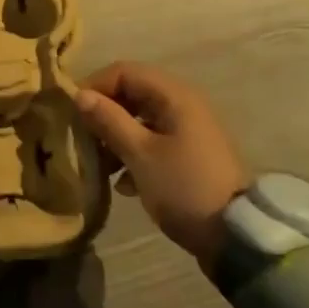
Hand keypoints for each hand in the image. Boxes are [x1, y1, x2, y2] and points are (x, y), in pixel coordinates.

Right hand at [74, 62, 249, 265]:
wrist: (235, 236)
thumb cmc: (183, 187)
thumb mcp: (140, 154)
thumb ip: (109, 120)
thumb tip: (80, 94)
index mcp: (174, 95)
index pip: (124, 71)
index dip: (95, 86)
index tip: (73, 113)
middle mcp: (183, 104)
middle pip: (131, 94)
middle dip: (104, 114)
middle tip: (83, 139)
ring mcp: (188, 130)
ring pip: (140, 119)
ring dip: (116, 137)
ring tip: (100, 165)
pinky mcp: (189, 154)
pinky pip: (152, 141)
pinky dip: (133, 154)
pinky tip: (123, 184)